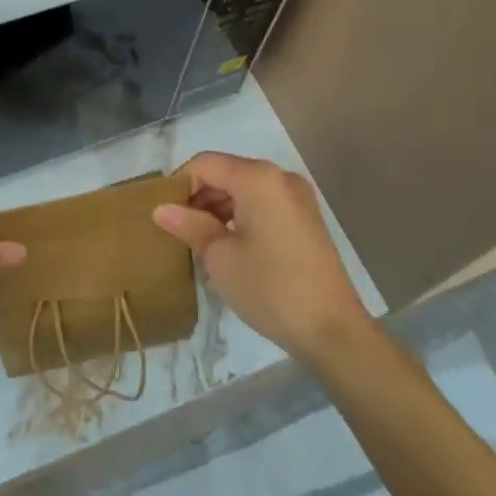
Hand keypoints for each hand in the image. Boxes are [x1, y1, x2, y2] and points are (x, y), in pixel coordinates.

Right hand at [154, 152, 370, 360]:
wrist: (334, 331)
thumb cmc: (270, 288)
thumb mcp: (220, 257)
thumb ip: (190, 225)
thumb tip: (161, 209)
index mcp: (258, 177)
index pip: (205, 164)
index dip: (179, 184)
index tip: (164, 214)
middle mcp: (279, 177)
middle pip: (226, 173)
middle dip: (199, 196)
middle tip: (179, 231)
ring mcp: (297, 197)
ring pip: (245, 189)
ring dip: (219, 208)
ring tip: (201, 242)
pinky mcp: (306, 219)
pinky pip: (264, 204)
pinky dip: (242, 216)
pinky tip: (230, 246)